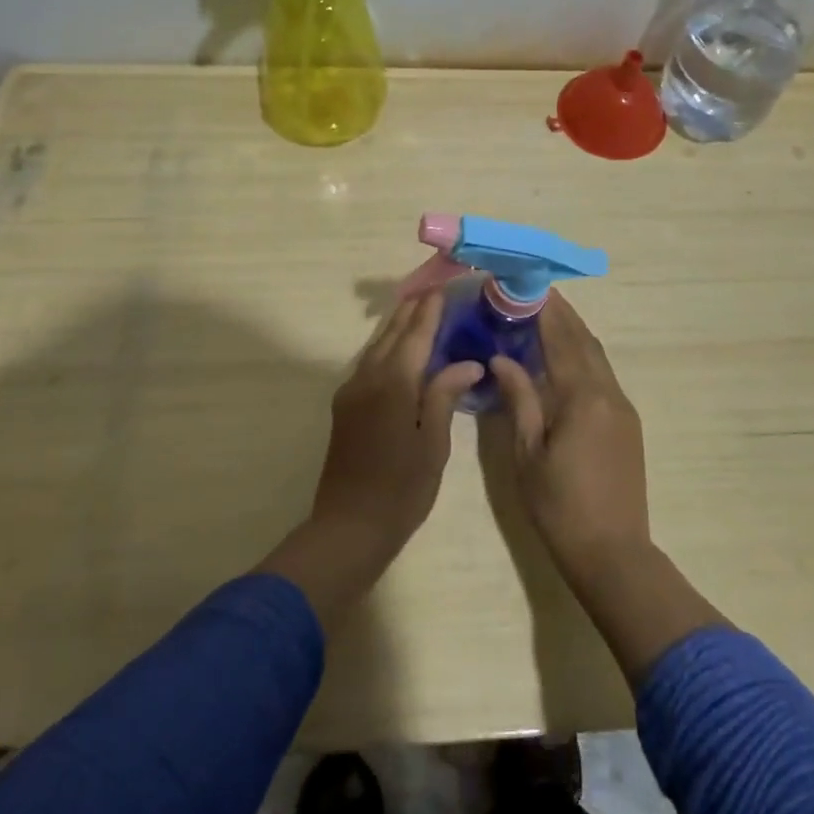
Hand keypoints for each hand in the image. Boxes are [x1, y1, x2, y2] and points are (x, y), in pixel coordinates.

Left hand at [311, 292, 482, 568]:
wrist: (348, 526)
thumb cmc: (401, 489)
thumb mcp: (433, 444)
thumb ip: (444, 396)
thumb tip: (468, 362)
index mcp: (394, 384)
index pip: (415, 335)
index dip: (430, 310)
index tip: (444, 287)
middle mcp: (368, 378)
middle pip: (392, 334)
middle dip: (412, 310)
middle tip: (434, 289)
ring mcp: (351, 391)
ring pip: (377, 346)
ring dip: (398, 326)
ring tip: (418, 309)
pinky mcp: (345, 406)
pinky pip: (368, 363)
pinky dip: (387, 347)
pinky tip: (399, 349)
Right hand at [490, 295, 651, 587]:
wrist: (613, 552)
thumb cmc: (560, 506)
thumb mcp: (528, 454)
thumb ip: (519, 399)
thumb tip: (502, 358)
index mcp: (583, 397)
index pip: (562, 340)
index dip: (545, 311)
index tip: (527, 287)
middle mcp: (609, 393)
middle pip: (585, 341)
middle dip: (562, 315)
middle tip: (534, 295)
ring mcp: (623, 408)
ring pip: (598, 357)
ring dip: (575, 334)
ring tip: (547, 318)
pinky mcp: (628, 423)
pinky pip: (604, 376)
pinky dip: (583, 357)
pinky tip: (565, 360)